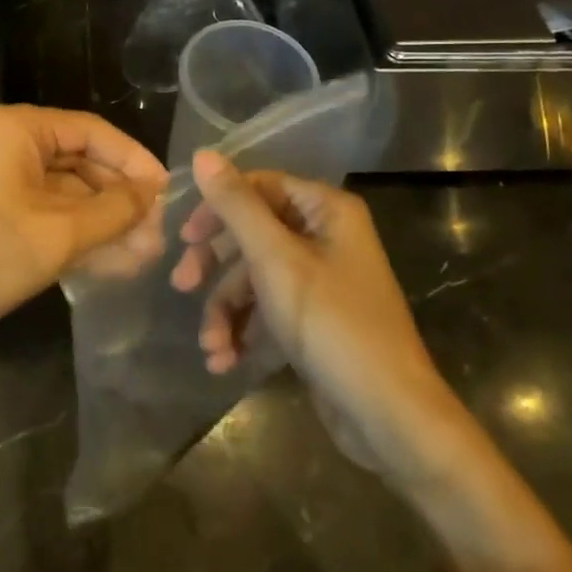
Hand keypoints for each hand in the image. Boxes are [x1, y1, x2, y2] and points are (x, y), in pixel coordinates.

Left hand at [0, 106, 167, 350]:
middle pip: (80, 162)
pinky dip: (77, 234)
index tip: (168, 192)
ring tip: (146, 255)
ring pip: (66, 192)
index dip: (133, 160)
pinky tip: (114, 261)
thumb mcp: (56, 235)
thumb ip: (113, 211)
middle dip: (120, 200)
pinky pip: (46, 213)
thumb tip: (153, 194)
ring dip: (103, 222)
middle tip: (159, 234)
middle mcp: (8, 143)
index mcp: (18, 129)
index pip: (92, 131)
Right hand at [172, 151, 448, 477]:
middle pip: (253, 232)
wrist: (389, 417)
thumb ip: (236, 206)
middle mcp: (326, 236)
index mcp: (326, 210)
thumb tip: (202, 154)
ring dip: (226, 309)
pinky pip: (269, 309)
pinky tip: (225, 360)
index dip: (218, 207)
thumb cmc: (332, 325)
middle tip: (183, 284)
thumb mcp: (275, 260)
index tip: (185, 237)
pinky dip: (245, 330)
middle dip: (216, 264)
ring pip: (255, 276)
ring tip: (211, 345)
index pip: (259, 186)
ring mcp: (321, 280)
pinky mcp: (315, 319)